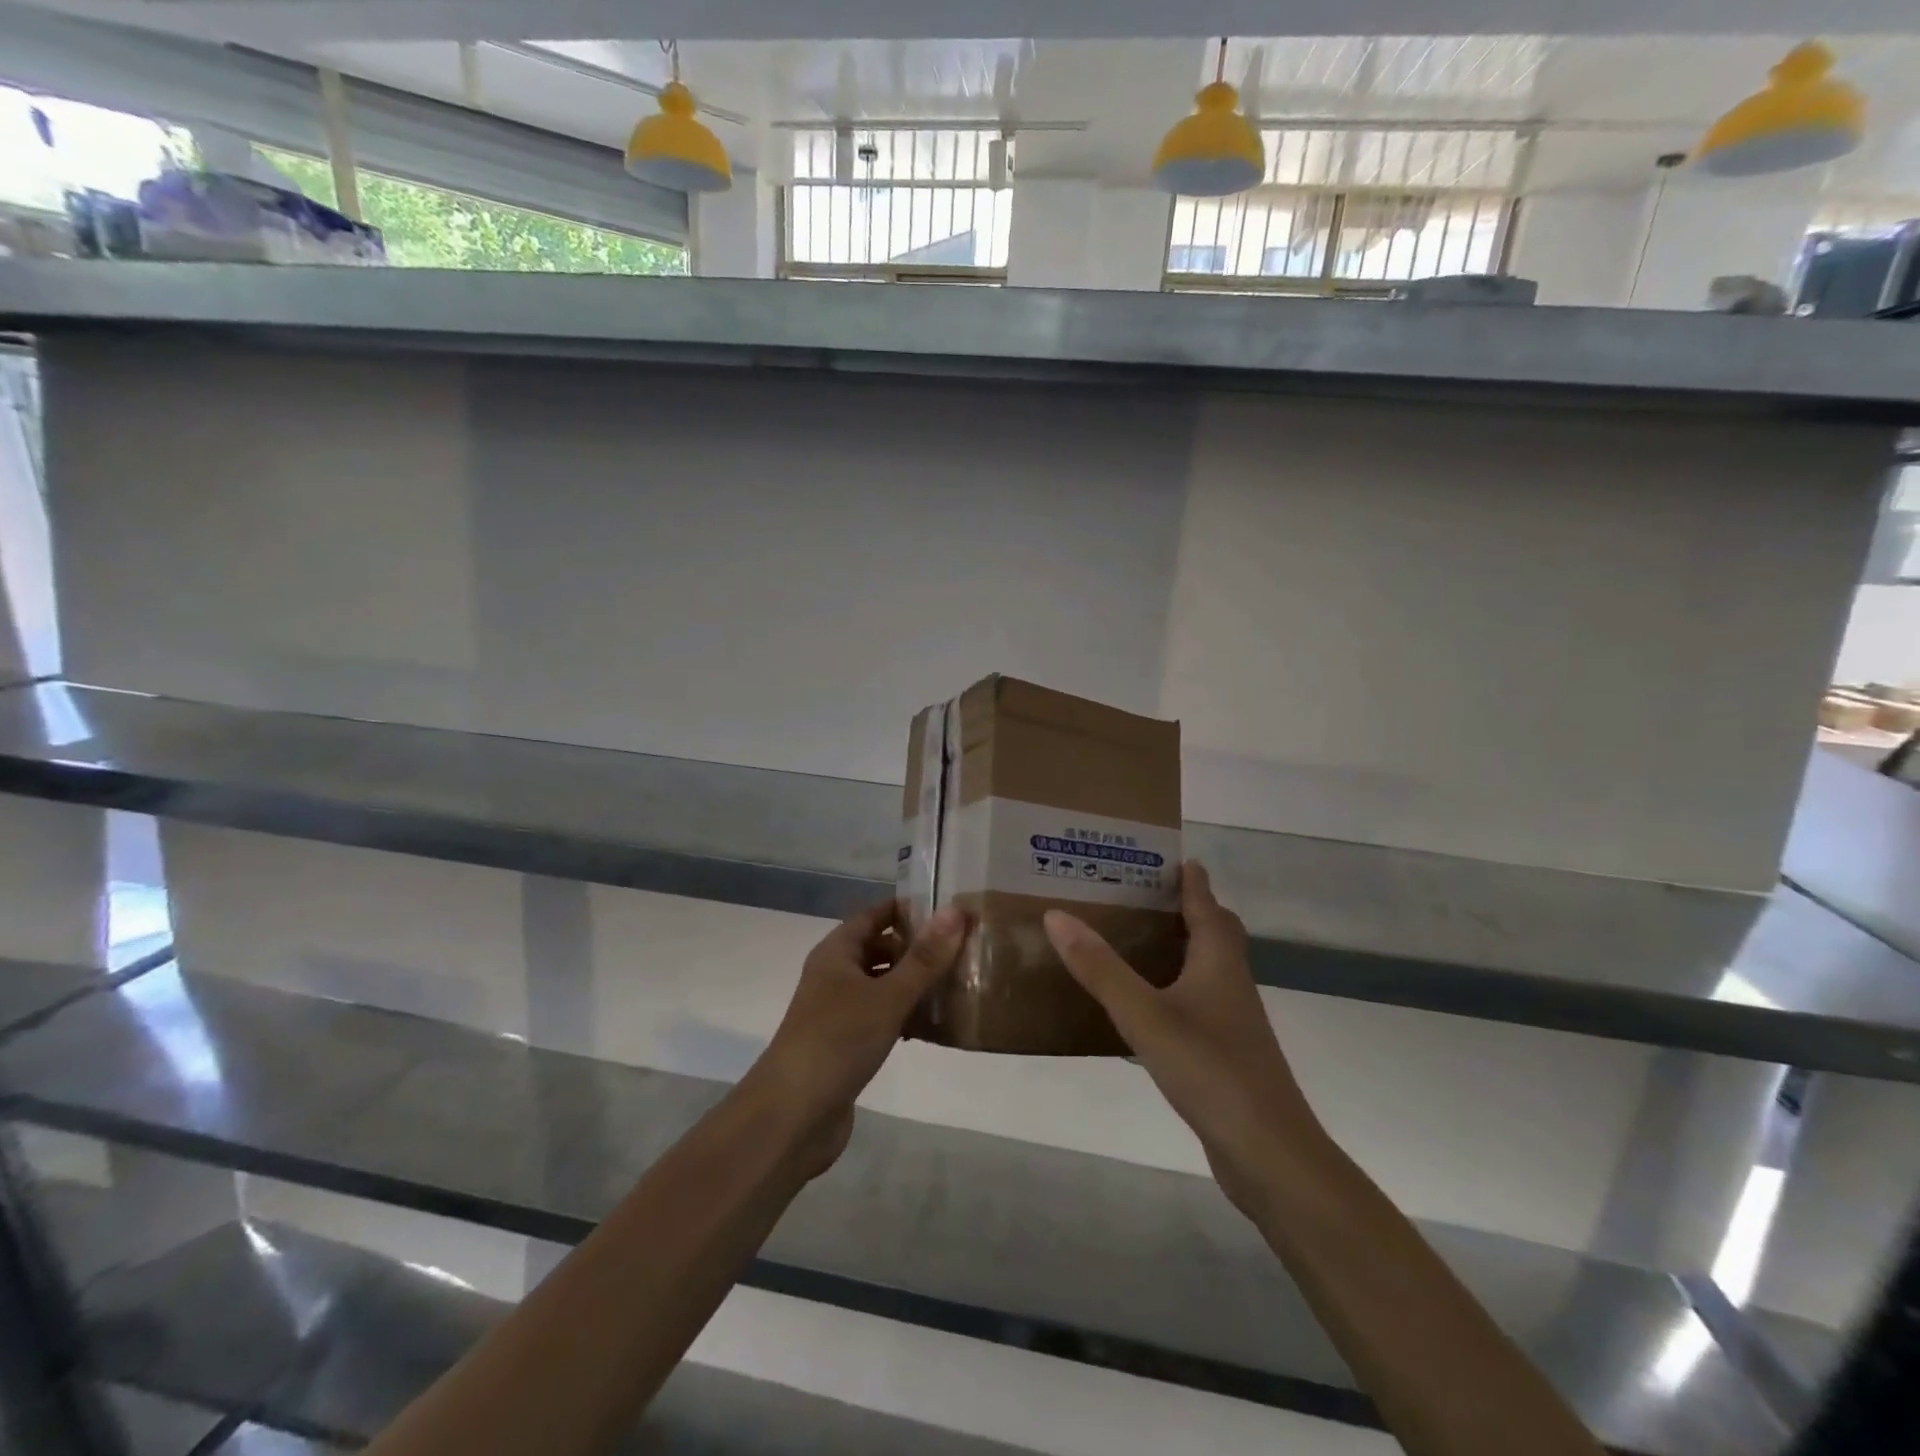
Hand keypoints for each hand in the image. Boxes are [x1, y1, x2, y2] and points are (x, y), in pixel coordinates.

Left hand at [747, 902, 966, 1177]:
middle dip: (918, 948)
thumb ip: (924, 958)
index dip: (908, 909)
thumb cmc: (837, 1042)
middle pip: (880, 949)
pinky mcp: (847, 1045)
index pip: (875, 915)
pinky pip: (883, 1017)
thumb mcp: (887, 996)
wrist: (792, 1117)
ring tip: (959, 984)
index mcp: (837, 952)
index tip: (950, 909)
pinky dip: (906, 1016)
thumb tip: (955, 911)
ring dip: (915, 984)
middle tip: (963, 949)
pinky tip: (936, 1027)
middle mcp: (836, 975)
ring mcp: (839, 1012)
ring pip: (884, 985)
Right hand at [1043, 864, 1324, 1216]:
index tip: (1167, 855)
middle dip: (1187, 908)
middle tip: (1141, 895)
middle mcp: (1230, 982)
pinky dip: (1173, 989)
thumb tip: (1057, 914)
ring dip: (1178, 948)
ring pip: (1206, 968)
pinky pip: (1196, 1003)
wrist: (1269, 1153)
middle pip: (1215, 932)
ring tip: (1133, 940)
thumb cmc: (1210, 1069)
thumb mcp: (1145, 1015)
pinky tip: (1142, 1006)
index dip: (1190, 878)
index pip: (1206, 903)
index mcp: (1218, 961)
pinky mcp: (1225, 1053)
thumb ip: (1100, 968)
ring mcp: (1232, 1021)